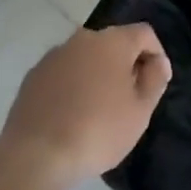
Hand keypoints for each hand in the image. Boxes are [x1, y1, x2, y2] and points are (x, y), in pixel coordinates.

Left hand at [0, 24, 170, 189]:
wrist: (34, 156)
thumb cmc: (97, 131)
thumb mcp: (140, 112)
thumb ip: (155, 80)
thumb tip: (157, 62)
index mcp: (113, 41)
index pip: (144, 34)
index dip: (156, 54)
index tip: (157, 82)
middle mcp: (83, 38)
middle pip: (114, 43)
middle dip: (125, 64)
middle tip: (129, 98)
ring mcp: (54, 55)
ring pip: (86, 58)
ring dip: (97, 74)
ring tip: (98, 109)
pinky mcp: (33, 76)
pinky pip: (63, 73)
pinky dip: (72, 85)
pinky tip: (71, 115)